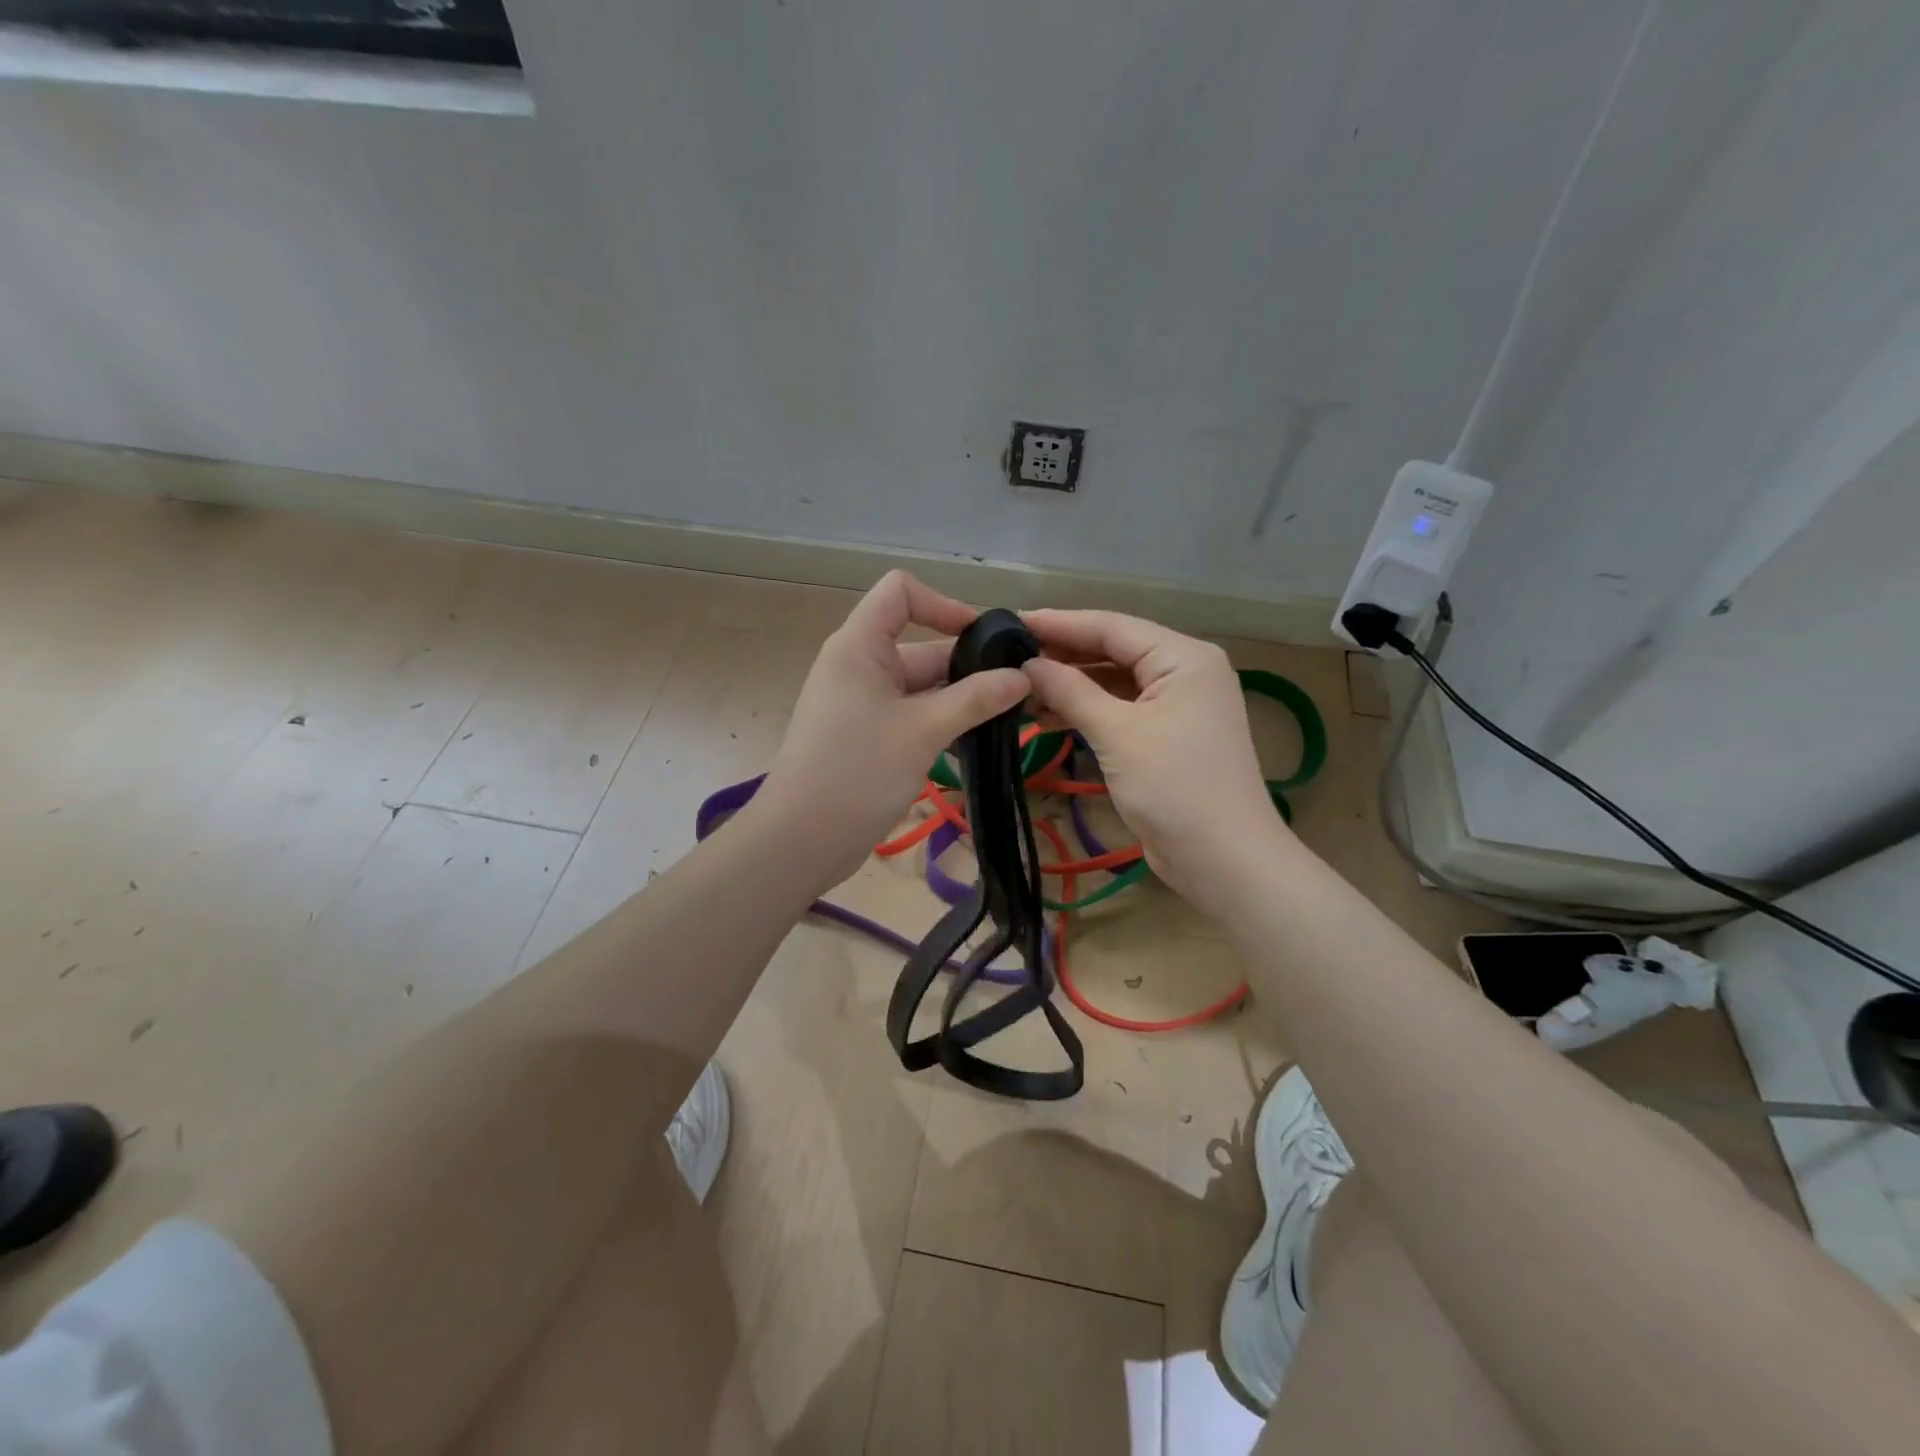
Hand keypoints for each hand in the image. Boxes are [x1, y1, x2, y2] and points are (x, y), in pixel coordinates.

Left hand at [755, 572, 1028, 886]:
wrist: (801, 840)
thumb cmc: (858, 771)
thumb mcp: (924, 730)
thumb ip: (976, 699)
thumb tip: (1023, 677)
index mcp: (860, 645)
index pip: (901, 592)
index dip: (944, 604)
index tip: (984, 640)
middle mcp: (860, 665)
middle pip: (922, 646)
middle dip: (970, 667)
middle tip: (1022, 693)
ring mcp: (862, 702)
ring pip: (922, 687)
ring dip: (961, 701)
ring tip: (1009, 721)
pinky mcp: (866, 735)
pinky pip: (911, 715)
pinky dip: (941, 724)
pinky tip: (976, 746)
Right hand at [1021, 609, 1285, 907]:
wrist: (1224, 860)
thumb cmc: (1174, 787)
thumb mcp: (1117, 734)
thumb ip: (1070, 691)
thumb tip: (1027, 664)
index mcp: (1183, 657)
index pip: (1112, 626)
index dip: (1059, 623)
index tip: (1010, 621)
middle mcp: (1185, 671)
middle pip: (1114, 650)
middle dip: (1063, 654)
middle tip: (1008, 656)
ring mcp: (1179, 705)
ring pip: (1115, 682)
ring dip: (1071, 686)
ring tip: (1020, 690)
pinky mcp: (1169, 735)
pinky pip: (1122, 709)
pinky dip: (1088, 711)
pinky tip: (1048, 718)